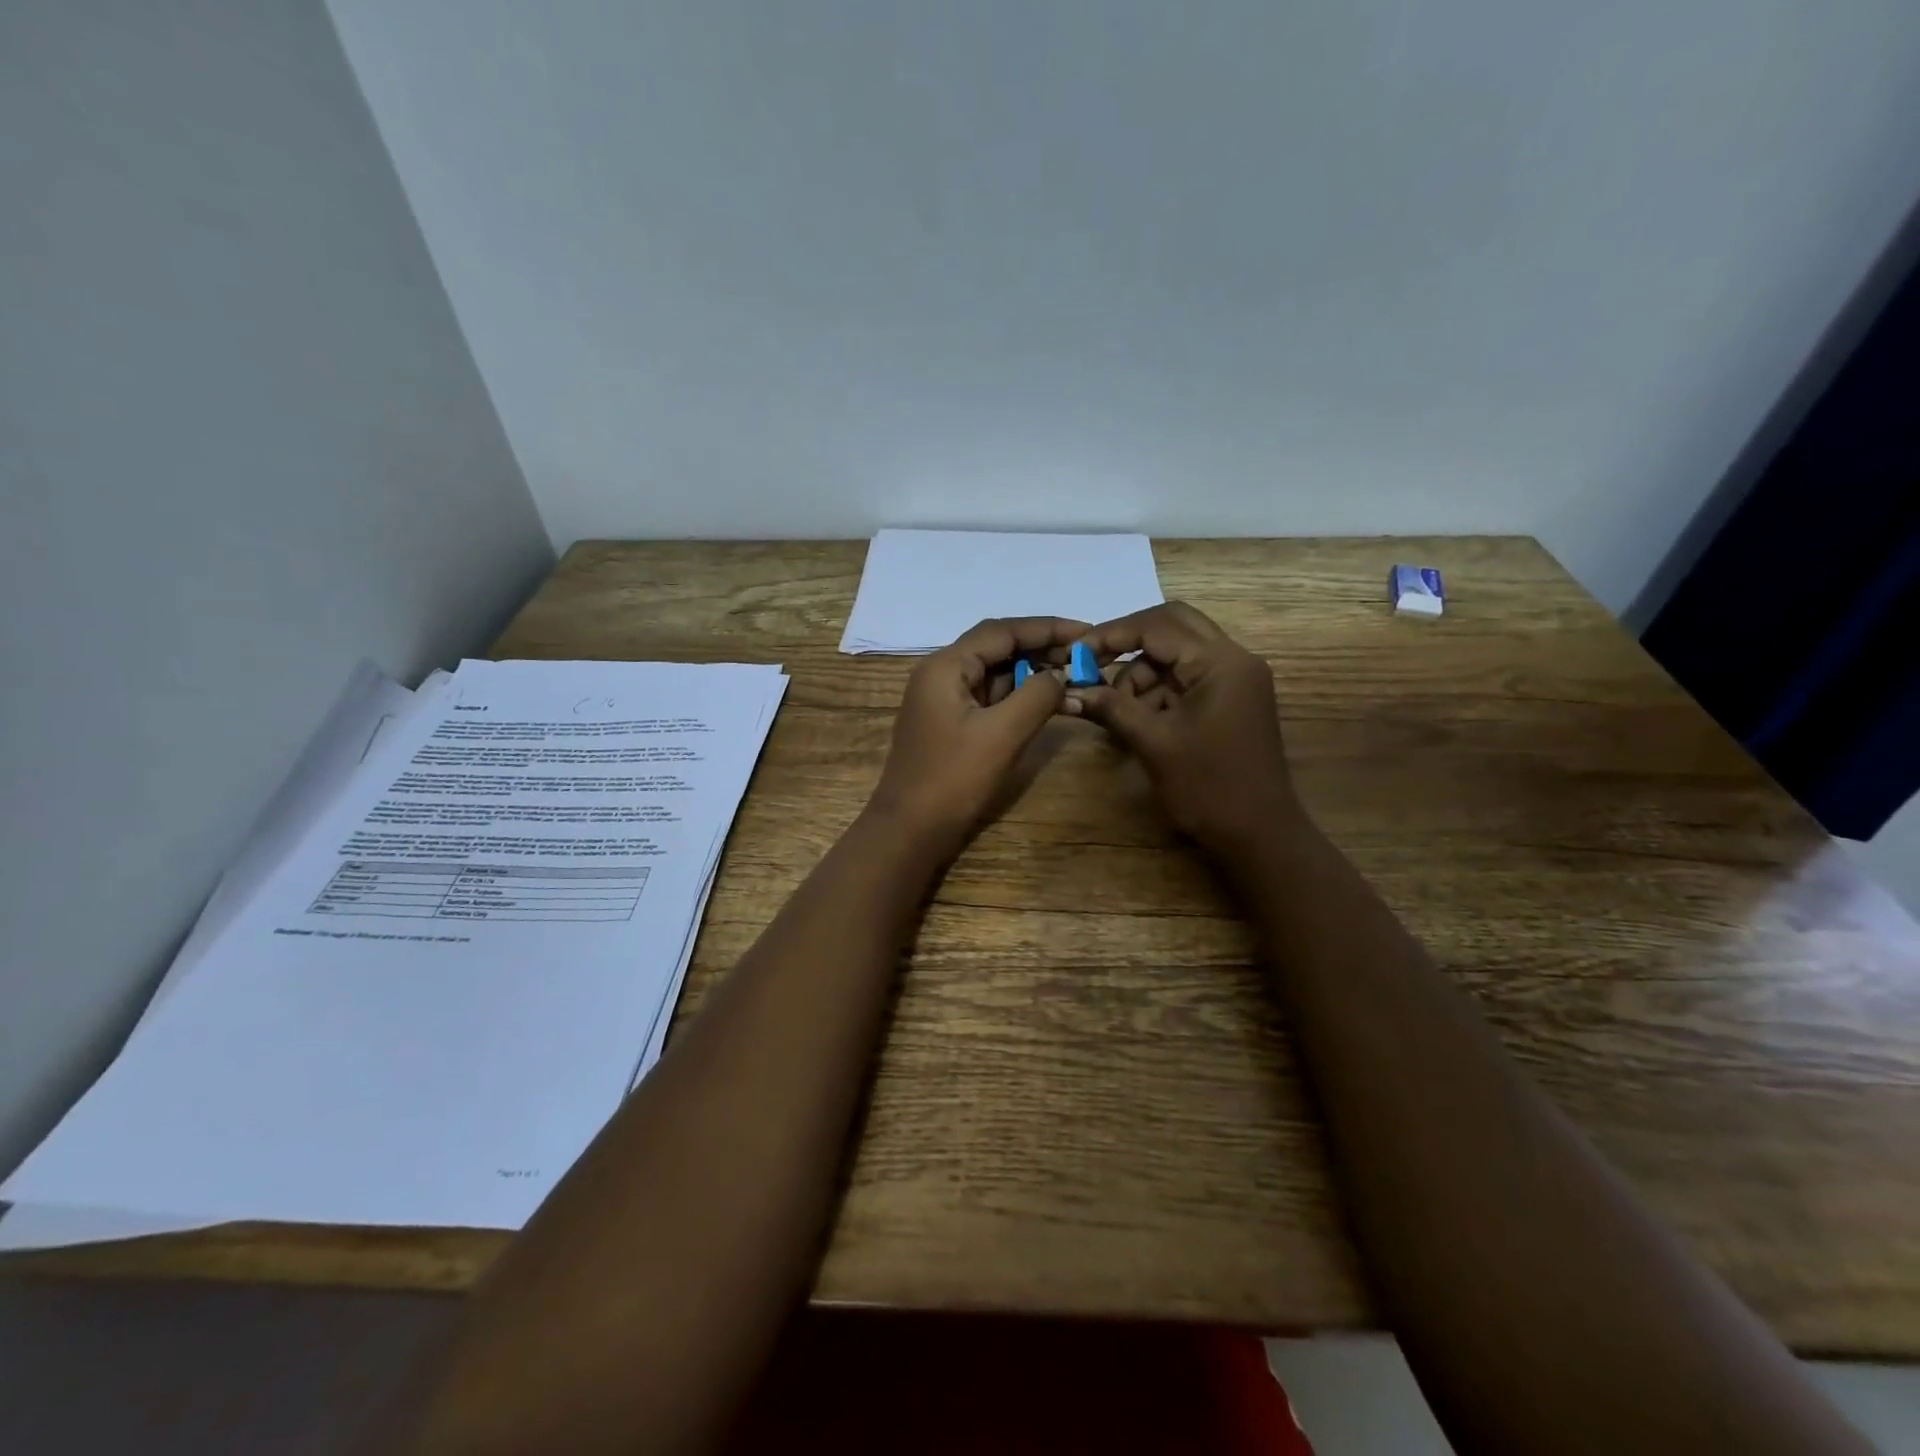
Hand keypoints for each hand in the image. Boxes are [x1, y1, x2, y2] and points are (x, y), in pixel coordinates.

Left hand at [868, 616, 1087, 854]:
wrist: (910, 830)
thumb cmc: (953, 779)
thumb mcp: (1002, 734)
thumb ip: (1036, 696)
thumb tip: (1060, 674)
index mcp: (945, 666)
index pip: (1002, 631)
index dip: (1047, 628)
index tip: (1087, 632)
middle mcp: (941, 674)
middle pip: (997, 648)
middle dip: (1041, 649)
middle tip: (1085, 657)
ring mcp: (944, 700)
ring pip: (994, 673)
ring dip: (1032, 673)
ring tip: (1074, 676)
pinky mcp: (951, 724)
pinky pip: (990, 698)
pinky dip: (1018, 696)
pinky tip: (1047, 701)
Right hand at [1064, 602, 1298, 849]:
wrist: (1258, 835)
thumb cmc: (1208, 788)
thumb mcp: (1153, 743)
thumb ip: (1112, 708)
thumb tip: (1068, 691)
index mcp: (1221, 662)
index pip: (1159, 625)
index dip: (1112, 634)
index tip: (1075, 652)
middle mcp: (1233, 659)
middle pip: (1172, 627)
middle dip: (1128, 643)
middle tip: (1092, 664)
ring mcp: (1234, 679)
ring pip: (1176, 654)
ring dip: (1140, 674)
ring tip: (1114, 710)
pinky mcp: (1229, 699)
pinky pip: (1186, 679)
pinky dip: (1157, 691)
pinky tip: (1135, 719)